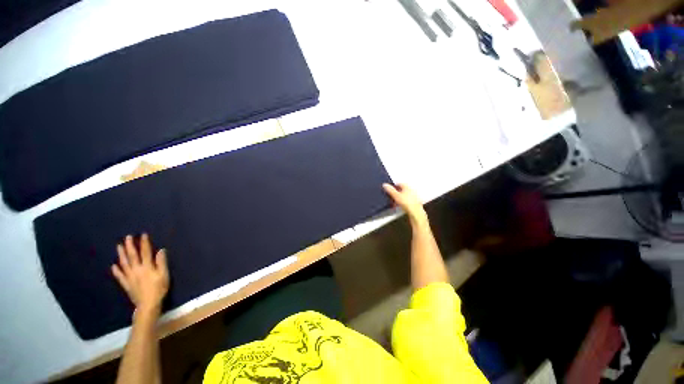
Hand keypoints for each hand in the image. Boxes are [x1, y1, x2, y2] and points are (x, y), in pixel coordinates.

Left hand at [112, 234, 168, 315]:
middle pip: (132, 255)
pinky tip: (113, 267)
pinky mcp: (127, 285)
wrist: (148, 306)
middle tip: (127, 237)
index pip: (145, 252)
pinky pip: (121, 277)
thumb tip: (161, 250)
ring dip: (121, 254)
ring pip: (124, 263)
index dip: (144, 243)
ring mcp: (130, 277)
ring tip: (119, 246)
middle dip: (130, 245)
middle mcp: (137, 269)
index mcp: (147, 267)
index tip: (143, 234)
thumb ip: (162, 263)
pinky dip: (116, 272)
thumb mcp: (164, 277)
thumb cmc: (158, 291)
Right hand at [382, 183, 427, 225]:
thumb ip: (390, 190)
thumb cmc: (407, 203)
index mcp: (406, 186)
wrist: (415, 212)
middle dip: (396, 194)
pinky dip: (403, 202)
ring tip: (395, 204)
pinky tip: (400, 206)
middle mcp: (411, 189)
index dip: (393, 187)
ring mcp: (413, 195)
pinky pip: (407, 201)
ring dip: (399, 199)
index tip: (389, 191)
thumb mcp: (396, 196)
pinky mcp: (414, 202)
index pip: (398, 184)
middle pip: (401, 190)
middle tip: (391, 198)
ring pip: (404, 195)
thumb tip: (385, 185)